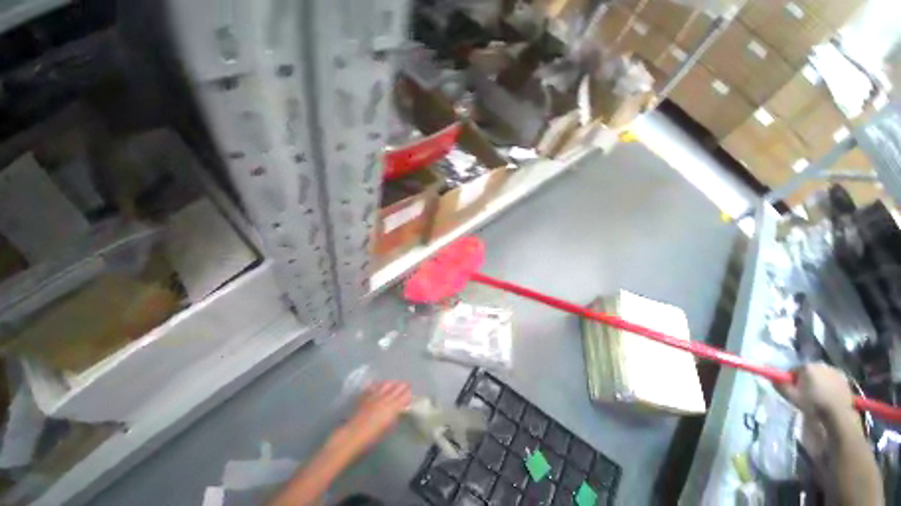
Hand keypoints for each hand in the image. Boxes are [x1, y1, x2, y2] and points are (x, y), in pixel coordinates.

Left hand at [336, 381, 411, 456]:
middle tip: (406, 386)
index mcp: (393, 407)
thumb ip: (395, 418)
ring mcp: (374, 395)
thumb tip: (400, 412)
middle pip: (398, 386)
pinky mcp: (365, 396)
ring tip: (394, 384)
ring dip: (392, 383)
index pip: (406, 395)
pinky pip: (373, 386)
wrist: (351, 437)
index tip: (411, 394)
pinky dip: (377, 385)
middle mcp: (386, 397)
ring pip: (387, 383)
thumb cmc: (371, 439)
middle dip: (403, 385)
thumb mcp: (387, 430)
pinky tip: (378, 386)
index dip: (410, 393)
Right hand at [776, 363, 853, 420]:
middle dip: (806, 380)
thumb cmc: (813, 403)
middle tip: (806, 394)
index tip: (795, 391)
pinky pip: (832, 378)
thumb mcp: (792, 396)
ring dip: (818, 382)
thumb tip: (772, 377)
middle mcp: (820, 364)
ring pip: (821, 374)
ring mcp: (834, 370)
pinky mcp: (844, 377)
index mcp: (807, 366)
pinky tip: (829, 395)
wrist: (838, 412)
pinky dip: (829, 384)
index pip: (794, 370)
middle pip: (808, 371)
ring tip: (819, 396)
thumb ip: (780, 385)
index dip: (792, 380)